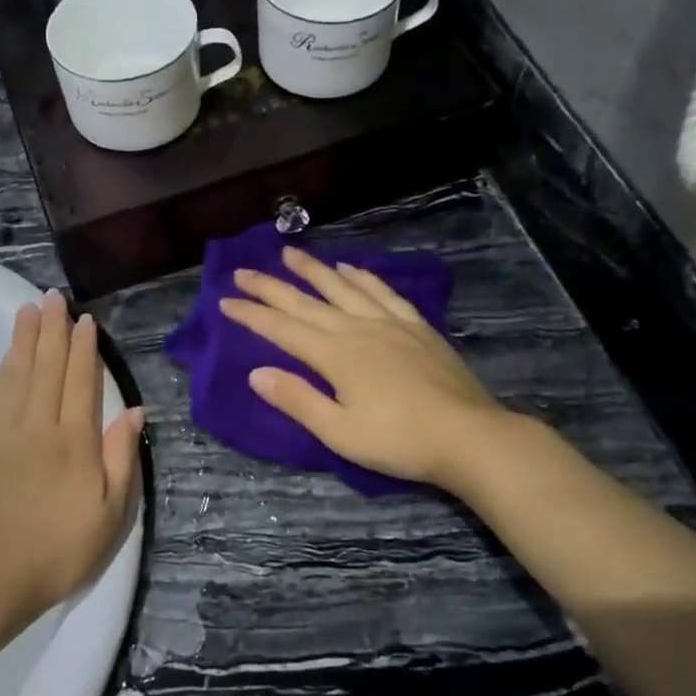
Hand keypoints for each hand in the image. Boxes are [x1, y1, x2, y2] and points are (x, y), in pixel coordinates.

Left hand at [0, 290, 144, 629]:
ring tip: (29, 310)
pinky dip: (5, 369)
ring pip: (18, 374)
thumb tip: (134, 411)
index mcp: (75, 442)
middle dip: (53, 330)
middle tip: (53, 296)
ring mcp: (5, 433)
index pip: (81, 382)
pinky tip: (9, 357)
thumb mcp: (110, 513)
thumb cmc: (59, 549)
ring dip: (25, 339)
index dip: (84, 349)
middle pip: (47, 368)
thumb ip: (121, 458)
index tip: (85, 320)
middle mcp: (39, 427)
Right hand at [219, 246, 505, 490]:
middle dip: (271, 286)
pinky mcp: (416, 327)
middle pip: (306, 302)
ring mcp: (390, 323)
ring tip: (290, 253)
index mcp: (335, 355)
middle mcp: (357, 329)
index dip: (252, 315)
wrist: (469, 436)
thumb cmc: (399, 441)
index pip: (282, 329)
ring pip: (343, 288)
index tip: (225, 301)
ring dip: (314, 270)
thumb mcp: (339, 432)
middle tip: (244, 270)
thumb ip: (297, 399)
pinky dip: (362, 277)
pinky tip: (350, 269)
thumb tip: (255, 372)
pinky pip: (382, 292)